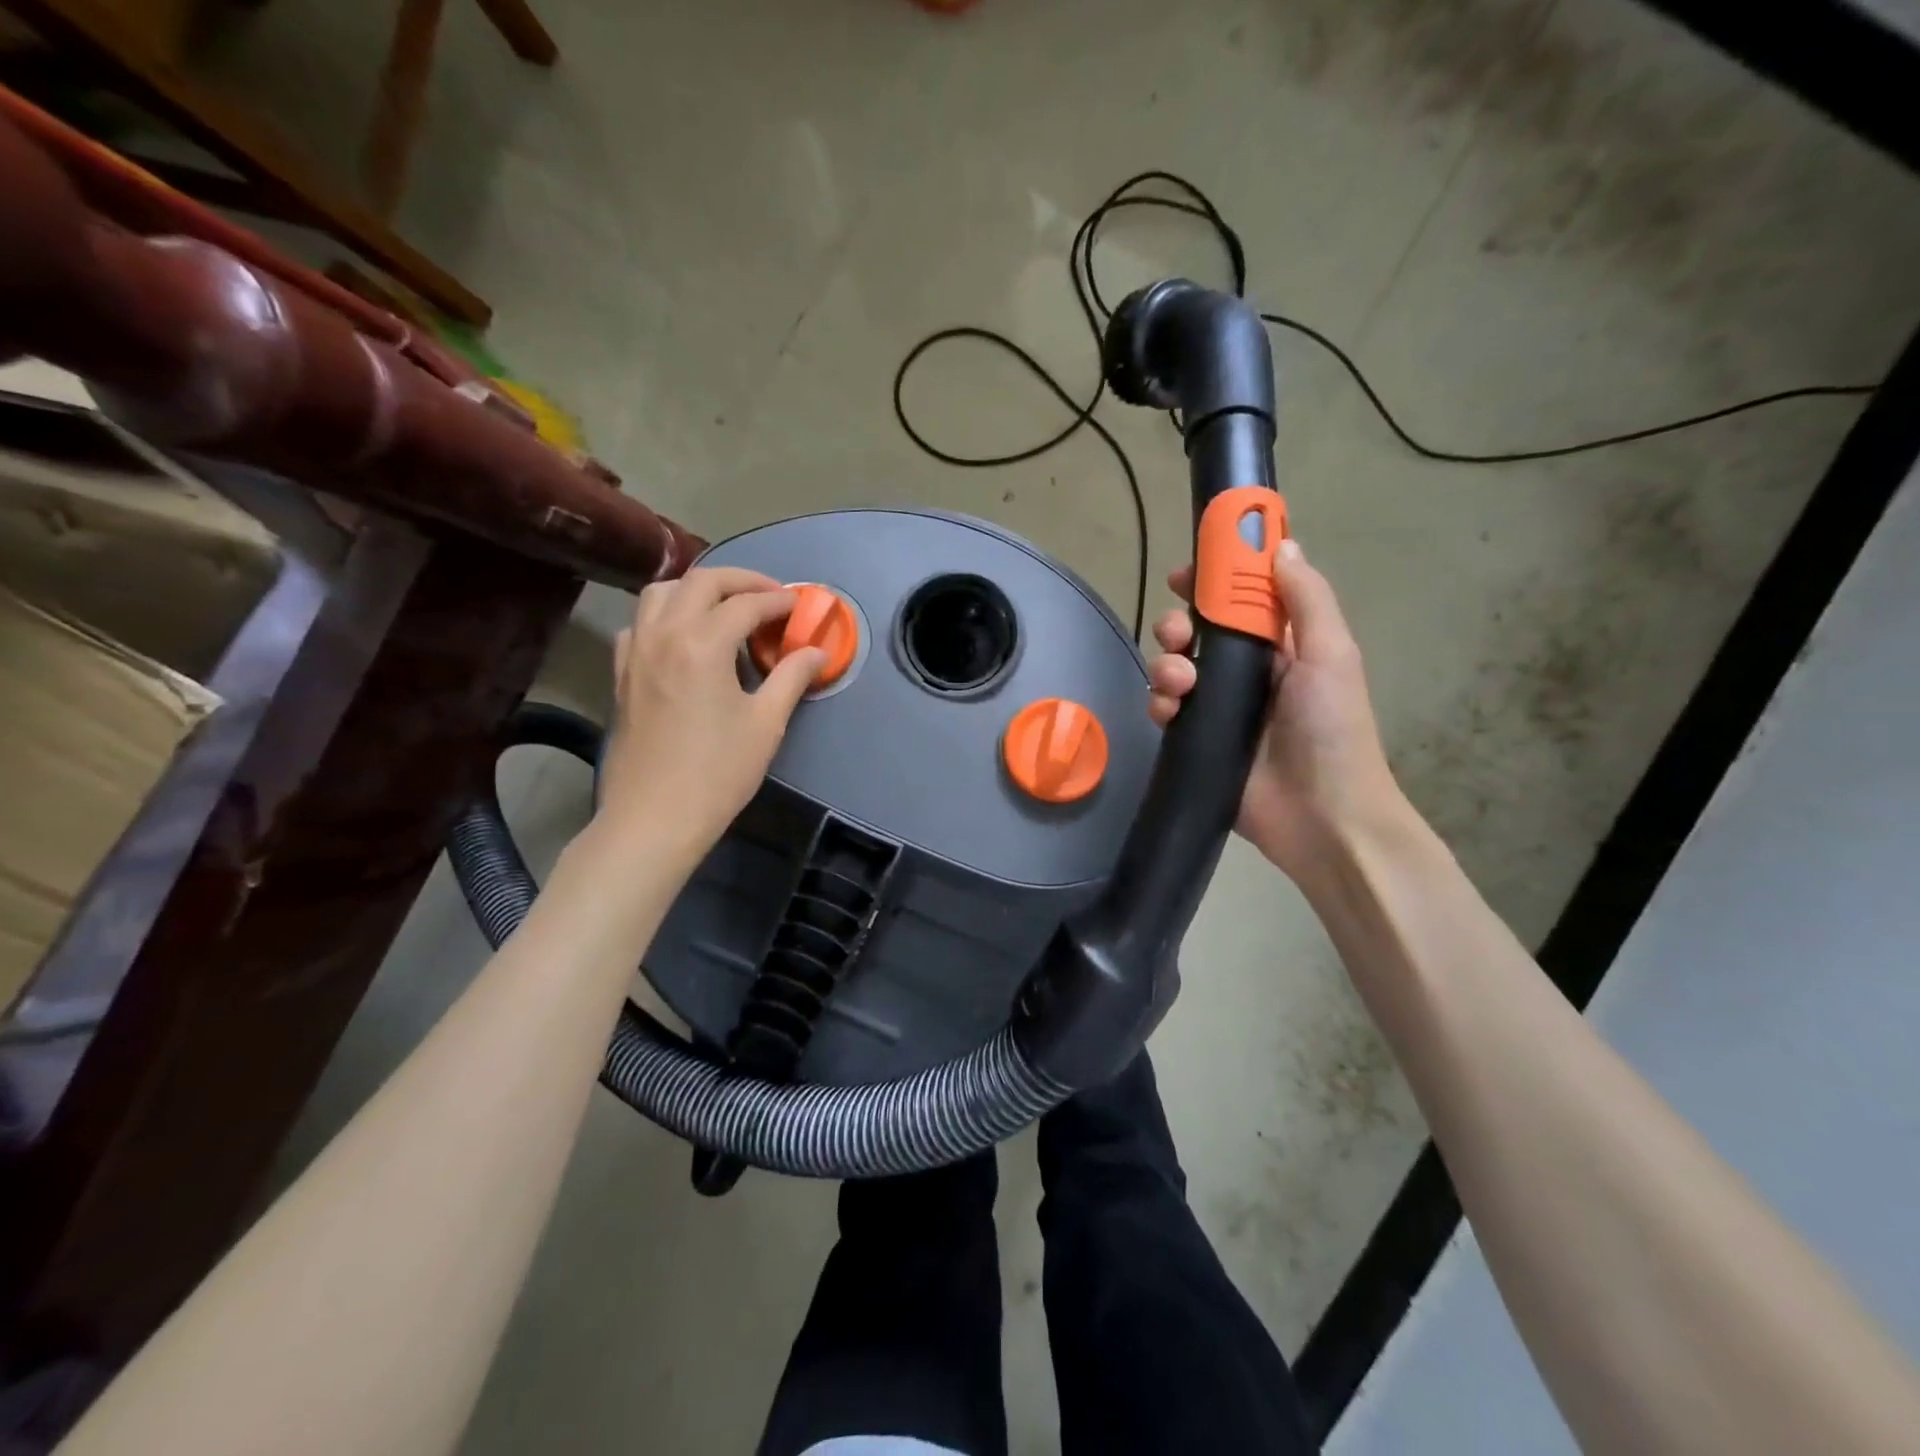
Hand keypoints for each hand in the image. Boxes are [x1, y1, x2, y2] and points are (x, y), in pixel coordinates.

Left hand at [599, 568, 822, 862]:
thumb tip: (816, 651)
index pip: (746, 604)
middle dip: (740, 581)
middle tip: (770, 596)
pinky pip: (640, 623)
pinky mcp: (621, 674)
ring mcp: (636, 652)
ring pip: (661, 592)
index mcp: (702, 644)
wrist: (655, 817)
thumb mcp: (766, 724)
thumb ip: (791, 677)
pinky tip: (684, 639)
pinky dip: (666, 615)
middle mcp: (663, 634)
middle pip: (701, 582)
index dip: (778, 601)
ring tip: (725, 608)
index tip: (800, 606)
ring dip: (697, 589)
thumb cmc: (718, 772)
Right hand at [1147, 538, 1405, 883]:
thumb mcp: (1330, 655)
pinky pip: (1165, 709)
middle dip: (1179, 624)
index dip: (1215, 579)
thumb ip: (1305, 599)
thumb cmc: (1333, 730)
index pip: (1242, 599)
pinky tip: (1169, 712)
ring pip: (1175, 667)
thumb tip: (1281, 544)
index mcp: (1283, 645)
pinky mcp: (1196, 739)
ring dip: (1166, 664)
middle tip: (1177, 634)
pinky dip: (1159, 703)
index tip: (1188, 571)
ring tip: (1179, 683)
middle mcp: (1248, 671)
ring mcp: (1219, 707)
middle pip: (1198, 631)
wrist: (1321, 817)